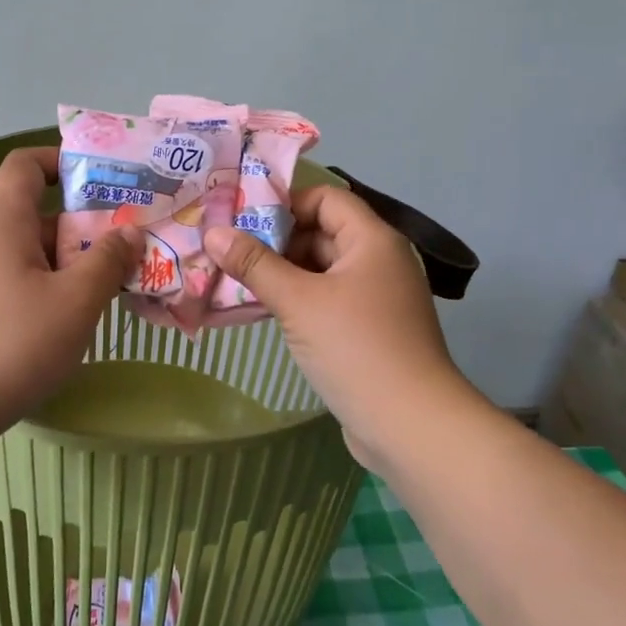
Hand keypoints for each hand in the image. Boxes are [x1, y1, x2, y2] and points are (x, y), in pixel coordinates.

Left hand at [0, 147, 140, 424]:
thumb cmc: (9, 345)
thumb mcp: (74, 303)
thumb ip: (108, 262)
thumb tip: (130, 232)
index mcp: (2, 223)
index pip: (24, 165)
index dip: (60, 160)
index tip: (100, 179)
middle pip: (33, 215)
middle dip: (81, 228)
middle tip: (124, 250)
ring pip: (24, 255)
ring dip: (65, 265)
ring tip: (104, 291)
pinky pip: (10, 284)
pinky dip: (42, 291)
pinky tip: (64, 325)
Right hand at [204, 188, 473, 462]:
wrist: (412, 427)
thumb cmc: (356, 349)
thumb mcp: (298, 302)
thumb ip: (254, 265)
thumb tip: (213, 232)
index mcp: (372, 240)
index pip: (325, 198)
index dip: (284, 203)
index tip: (241, 220)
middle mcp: (379, 261)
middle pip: (322, 233)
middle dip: (275, 242)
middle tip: (228, 253)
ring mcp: (376, 298)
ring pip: (322, 271)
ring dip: (282, 274)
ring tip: (234, 282)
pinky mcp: (369, 331)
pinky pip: (327, 301)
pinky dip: (298, 301)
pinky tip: (262, 312)